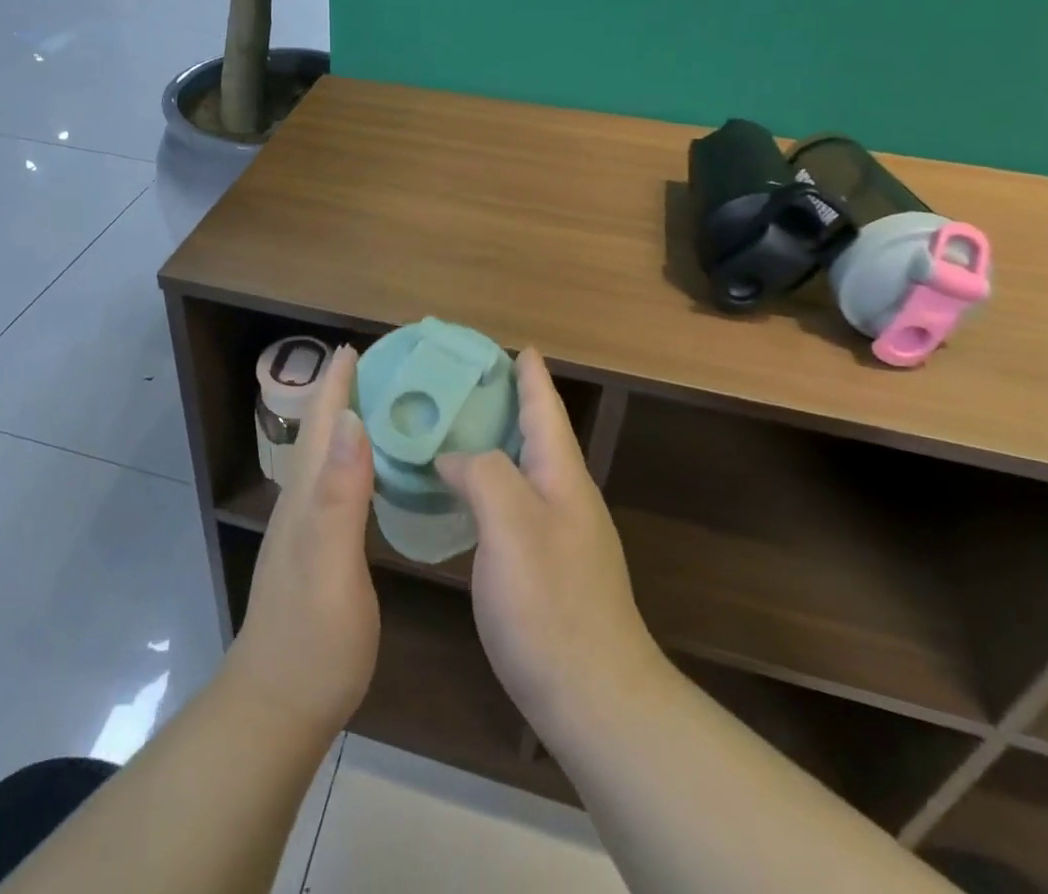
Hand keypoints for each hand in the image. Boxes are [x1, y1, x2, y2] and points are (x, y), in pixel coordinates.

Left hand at [224, 345, 378, 738]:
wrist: (280, 706)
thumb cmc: (313, 638)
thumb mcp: (331, 565)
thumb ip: (340, 494)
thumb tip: (350, 419)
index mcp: (307, 495)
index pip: (321, 423)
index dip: (336, 383)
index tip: (358, 344)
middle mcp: (303, 501)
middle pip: (322, 432)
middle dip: (344, 391)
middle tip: (384, 363)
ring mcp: (308, 527)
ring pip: (329, 456)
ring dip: (350, 420)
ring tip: (385, 400)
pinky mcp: (320, 550)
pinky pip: (340, 484)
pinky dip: (358, 459)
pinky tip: (377, 467)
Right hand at [437, 349, 669, 747]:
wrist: (595, 701)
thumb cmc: (551, 605)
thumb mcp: (511, 524)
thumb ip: (483, 473)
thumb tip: (454, 457)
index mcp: (561, 476)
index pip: (545, 408)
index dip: (530, 375)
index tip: (515, 345)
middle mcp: (565, 497)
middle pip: (536, 434)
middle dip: (507, 403)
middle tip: (463, 384)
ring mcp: (560, 535)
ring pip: (522, 470)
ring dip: (493, 444)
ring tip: (452, 431)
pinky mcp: (547, 569)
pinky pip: (513, 505)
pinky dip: (487, 486)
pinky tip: (461, 498)